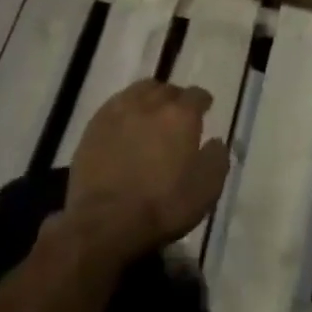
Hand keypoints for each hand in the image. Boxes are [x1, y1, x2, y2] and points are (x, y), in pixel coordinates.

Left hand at [64, 79, 229, 262]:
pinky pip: (114, 105)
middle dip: (175, 99)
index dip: (203, 101)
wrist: (106, 222)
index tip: (205, 109)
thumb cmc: (163, 207)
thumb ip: (217, 159)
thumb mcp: (207, 190)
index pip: (196, 95)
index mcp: (181, 115)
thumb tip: (216, 141)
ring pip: (138, 91)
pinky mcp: (94, 126)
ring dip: (149, 98)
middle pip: (166, 89)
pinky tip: (125, 125)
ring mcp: (118, 112)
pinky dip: (125, 110)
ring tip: (150, 114)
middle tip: (177, 115)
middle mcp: (150, 104)